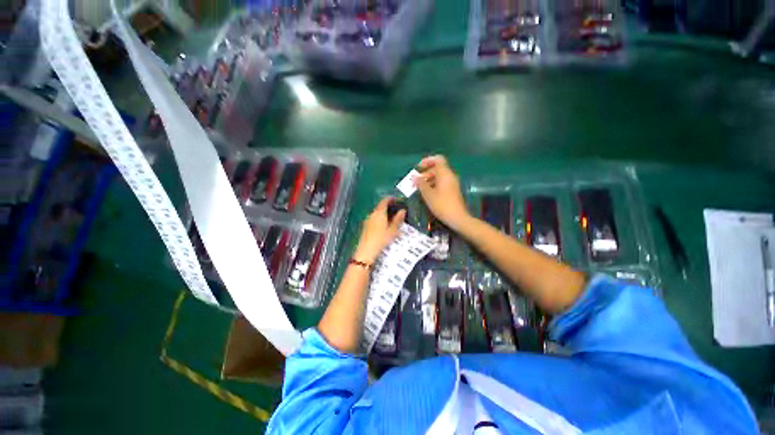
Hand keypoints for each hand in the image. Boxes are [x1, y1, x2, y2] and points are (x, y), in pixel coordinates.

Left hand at [353, 198, 405, 262]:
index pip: (384, 201)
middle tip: (396, 209)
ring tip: (392, 218)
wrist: (366, 251)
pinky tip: (384, 226)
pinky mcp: (365, 226)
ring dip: (384, 213)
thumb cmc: (381, 239)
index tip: (396, 199)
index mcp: (379, 212)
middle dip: (388, 207)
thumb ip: (398, 219)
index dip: (390, 199)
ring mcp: (367, 220)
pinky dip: (380, 219)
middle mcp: (372, 214)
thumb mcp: (393, 230)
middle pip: (380, 207)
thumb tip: (403, 210)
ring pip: (377, 213)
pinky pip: (374, 219)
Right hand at [414, 155, 468, 229]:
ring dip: (428, 179)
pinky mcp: (452, 190)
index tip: (418, 167)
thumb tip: (414, 177)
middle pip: (437, 168)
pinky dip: (433, 184)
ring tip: (419, 187)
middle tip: (416, 180)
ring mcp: (452, 183)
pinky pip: (442, 182)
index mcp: (445, 174)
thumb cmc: (441, 205)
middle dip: (425, 172)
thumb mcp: (428, 194)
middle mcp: (450, 176)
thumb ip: (421, 184)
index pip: (437, 159)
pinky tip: (427, 192)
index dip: (427, 160)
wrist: (457, 218)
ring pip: (439, 176)